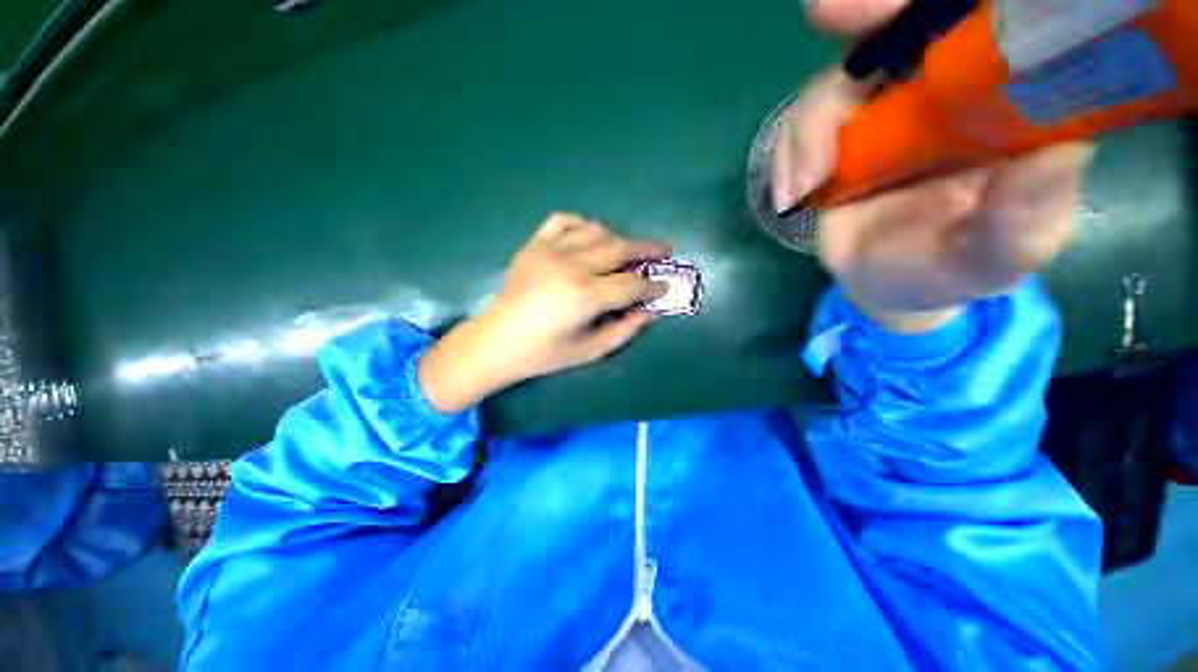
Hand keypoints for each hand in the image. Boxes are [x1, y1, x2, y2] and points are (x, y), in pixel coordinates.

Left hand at [419, 213, 668, 412]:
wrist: (497, 341)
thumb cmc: (544, 353)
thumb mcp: (591, 351)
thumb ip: (625, 330)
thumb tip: (649, 311)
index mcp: (586, 296)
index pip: (632, 284)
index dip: (653, 285)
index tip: (664, 286)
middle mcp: (572, 266)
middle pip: (620, 249)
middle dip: (647, 250)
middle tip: (663, 252)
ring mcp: (550, 251)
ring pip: (596, 231)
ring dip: (617, 239)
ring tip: (626, 252)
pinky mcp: (534, 245)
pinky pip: (563, 221)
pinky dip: (581, 225)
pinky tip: (588, 238)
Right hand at [771, 0, 1094, 332]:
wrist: (890, 283)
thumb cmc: (952, 269)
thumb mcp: (998, 259)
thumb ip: (1025, 224)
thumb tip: (1057, 160)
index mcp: (1005, 102)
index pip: (988, 24)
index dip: (952, 3)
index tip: (901, 0)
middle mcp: (943, 91)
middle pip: (902, 30)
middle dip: (866, 11)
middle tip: (827, 12)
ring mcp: (881, 113)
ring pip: (840, 81)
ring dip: (812, 125)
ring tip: (803, 187)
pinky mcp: (836, 140)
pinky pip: (804, 126)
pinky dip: (791, 153)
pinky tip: (793, 194)